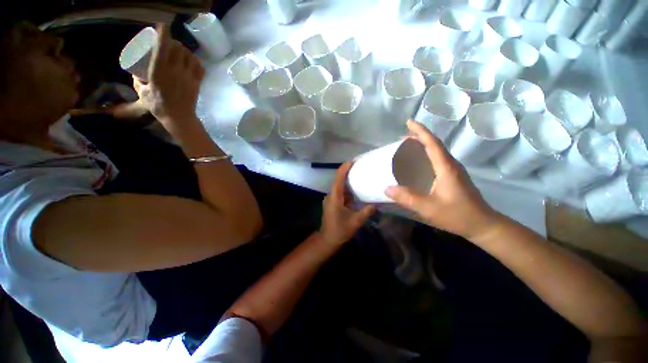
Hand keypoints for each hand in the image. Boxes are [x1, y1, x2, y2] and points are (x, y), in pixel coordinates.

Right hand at [134, 23, 204, 130]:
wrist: (179, 117)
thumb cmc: (158, 106)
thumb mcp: (141, 91)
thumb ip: (137, 80)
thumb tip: (136, 73)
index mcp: (159, 69)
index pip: (163, 45)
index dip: (164, 32)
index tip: (162, 26)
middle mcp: (175, 69)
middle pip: (179, 47)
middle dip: (174, 42)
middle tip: (170, 44)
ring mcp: (188, 76)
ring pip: (190, 56)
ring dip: (185, 51)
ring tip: (181, 53)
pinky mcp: (197, 83)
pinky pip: (200, 67)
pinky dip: (196, 62)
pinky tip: (192, 63)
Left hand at [320, 163, 374, 246]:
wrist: (328, 239)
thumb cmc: (340, 230)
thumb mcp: (356, 221)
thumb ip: (366, 211)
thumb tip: (376, 203)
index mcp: (335, 197)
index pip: (338, 178)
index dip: (344, 168)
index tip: (353, 161)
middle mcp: (331, 195)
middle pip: (339, 180)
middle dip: (348, 172)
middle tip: (360, 167)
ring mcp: (331, 199)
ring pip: (340, 186)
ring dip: (348, 181)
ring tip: (360, 175)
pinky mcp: (333, 203)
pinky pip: (341, 193)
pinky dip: (348, 189)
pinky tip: (357, 189)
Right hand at [385, 120, 501, 240]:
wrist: (483, 225)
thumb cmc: (458, 215)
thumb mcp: (429, 208)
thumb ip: (408, 198)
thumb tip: (387, 188)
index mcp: (446, 167)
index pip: (433, 143)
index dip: (420, 131)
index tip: (409, 122)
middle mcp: (451, 164)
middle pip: (435, 143)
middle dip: (420, 135)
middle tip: (403, 134)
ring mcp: (453, 170)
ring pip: (437, 150)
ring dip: (424, 143)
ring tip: (408, 144)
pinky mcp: (453, 176)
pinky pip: (438, 158)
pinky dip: (427, 153)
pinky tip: (419, 161)